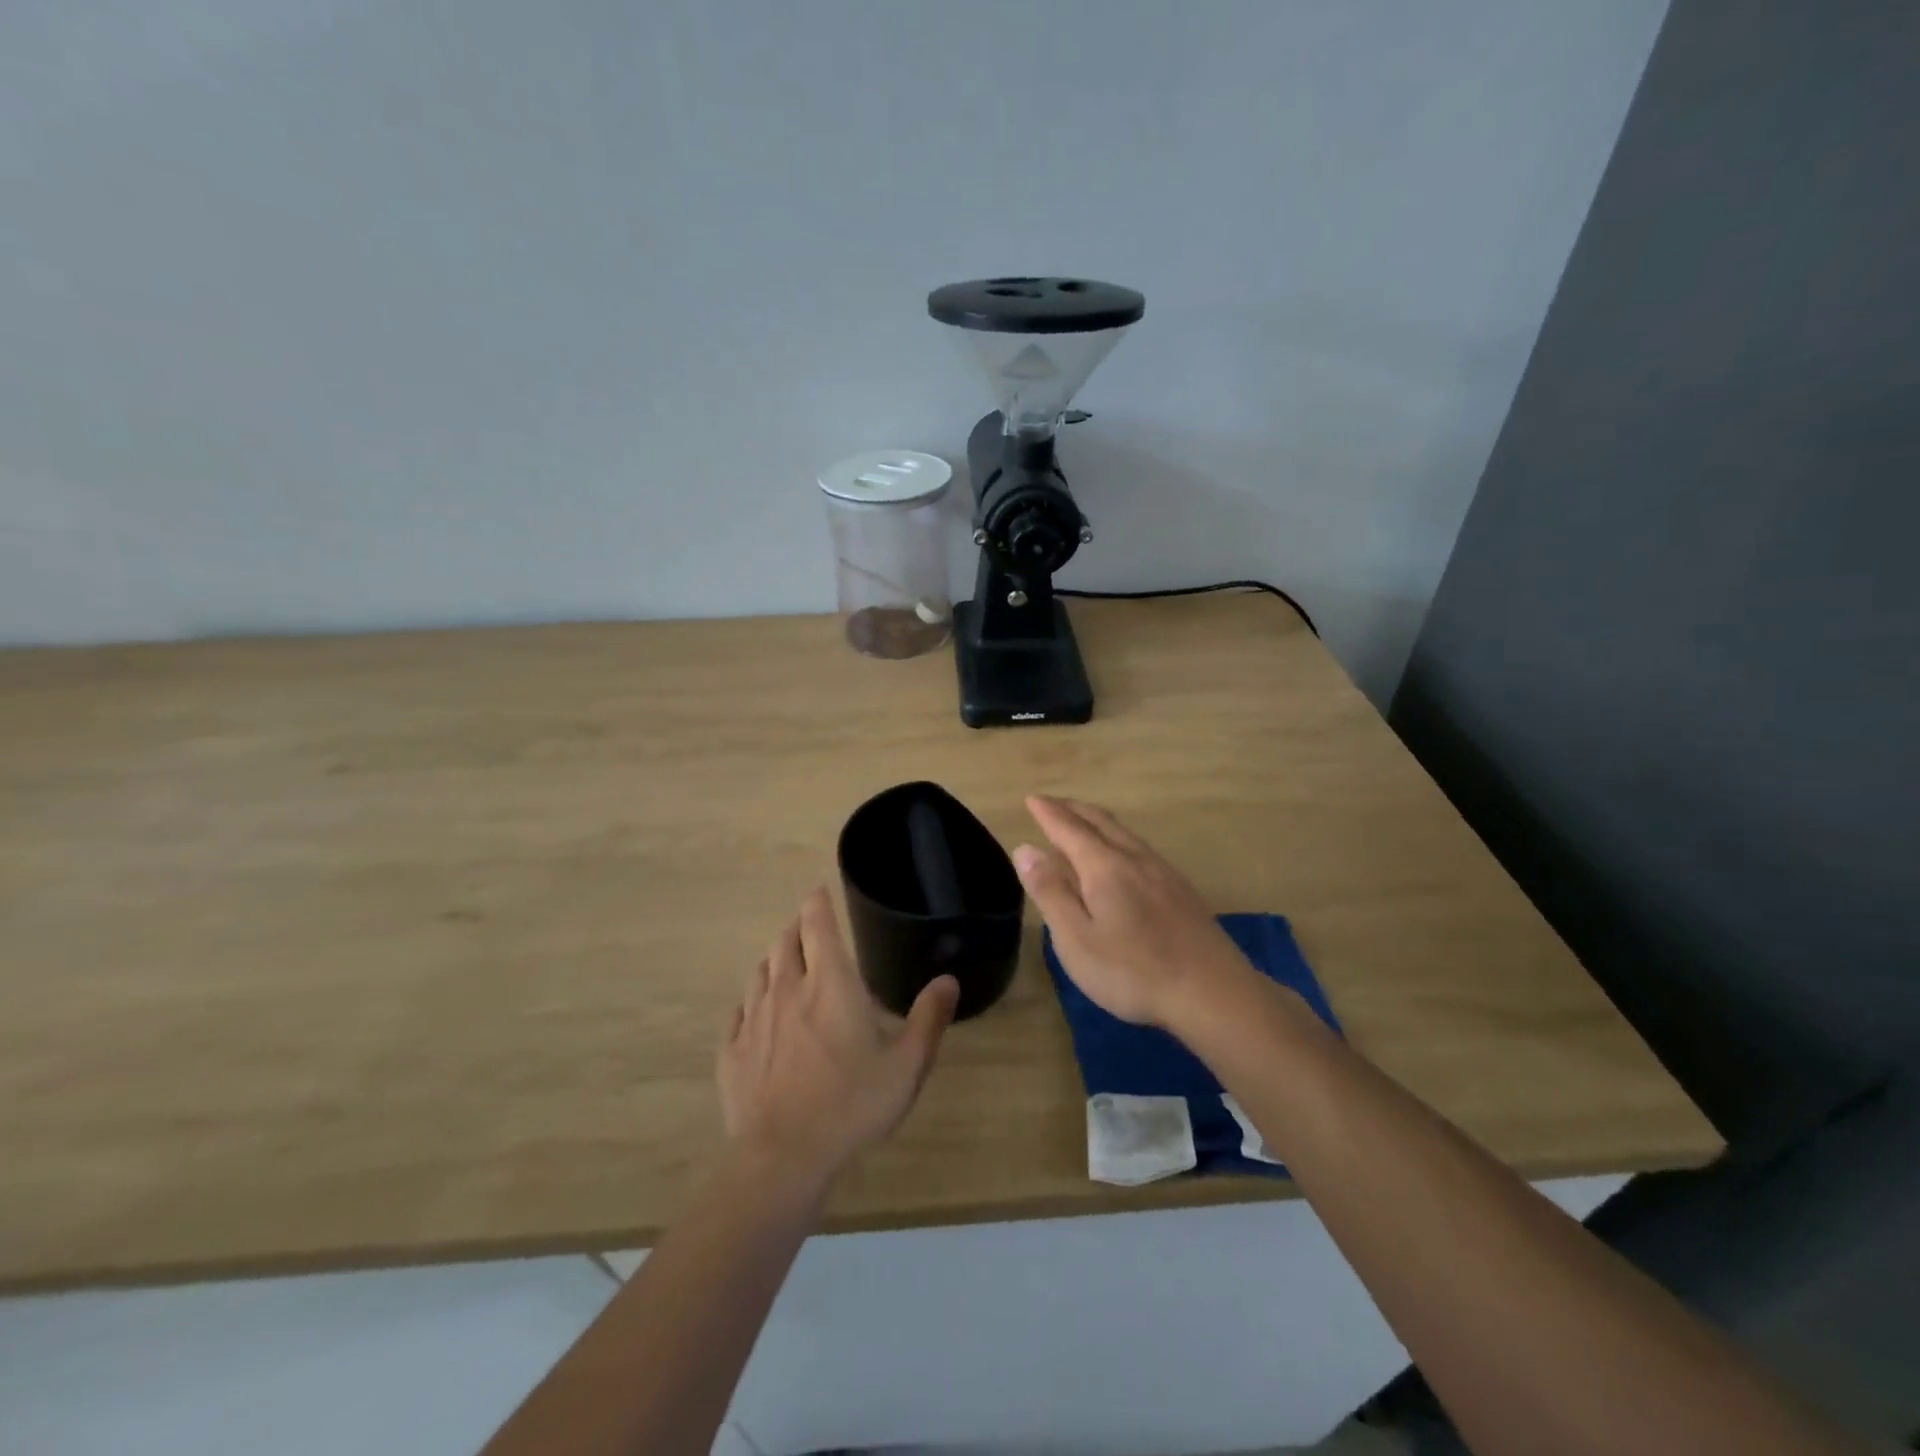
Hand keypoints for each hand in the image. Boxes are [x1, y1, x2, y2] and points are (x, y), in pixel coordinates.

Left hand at [718, 887, 958, 1188]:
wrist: (783, 1158)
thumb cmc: (852, 1104)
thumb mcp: (906, 1064)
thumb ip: (929, 1018)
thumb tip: (949, 980)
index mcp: (830, 983)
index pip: (817, 924)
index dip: (817, 902)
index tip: (818, 891)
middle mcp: (787, 990)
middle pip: (785, 942)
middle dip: (796, 928)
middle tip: (807, 927)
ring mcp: (754, 1020)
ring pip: (760, 973)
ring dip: (774, 961)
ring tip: (785, 964)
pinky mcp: (732, 1052)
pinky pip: (739, 1013)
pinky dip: (750, 1003)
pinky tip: (756, 1014)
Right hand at [1014, 796, 1253, 1029]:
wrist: (1213, 993)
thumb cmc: (1133, 972)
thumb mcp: (1076, 939)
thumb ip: (1050, 892)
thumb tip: (1025, 849)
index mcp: (1104, 867)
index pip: (1068, 828)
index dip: (1048, 813)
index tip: (1031, 799)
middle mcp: (1134, 858)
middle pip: (1100, 821)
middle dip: (1072, 809)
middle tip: (1051, 804)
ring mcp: (1163, 872)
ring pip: (1124, 833)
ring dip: (1097, 821)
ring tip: (1081, 823)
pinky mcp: (1181, 890)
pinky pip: (1140, 848)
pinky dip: (1117, 839)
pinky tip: (1121, 857)